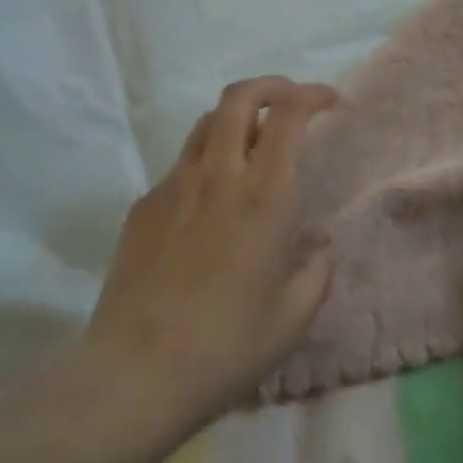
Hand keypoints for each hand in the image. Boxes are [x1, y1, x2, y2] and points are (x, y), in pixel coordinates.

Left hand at [84, 77, 337, 425]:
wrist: (133, 376)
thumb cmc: (225, 347)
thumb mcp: (293, 317)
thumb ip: (317, 270)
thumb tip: (319, 244)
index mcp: (263, 195)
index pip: (287, 114)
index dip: (310, 94)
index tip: (328, 101)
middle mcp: (218, 175)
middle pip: (239, 96)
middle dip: (270, 86)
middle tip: (289, 102)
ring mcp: (174, 186)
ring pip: (206, 123)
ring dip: (236, 117)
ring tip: (251, 142)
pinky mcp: (143, 205)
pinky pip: (181, 165)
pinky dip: (206, 162)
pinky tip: (209, 204)